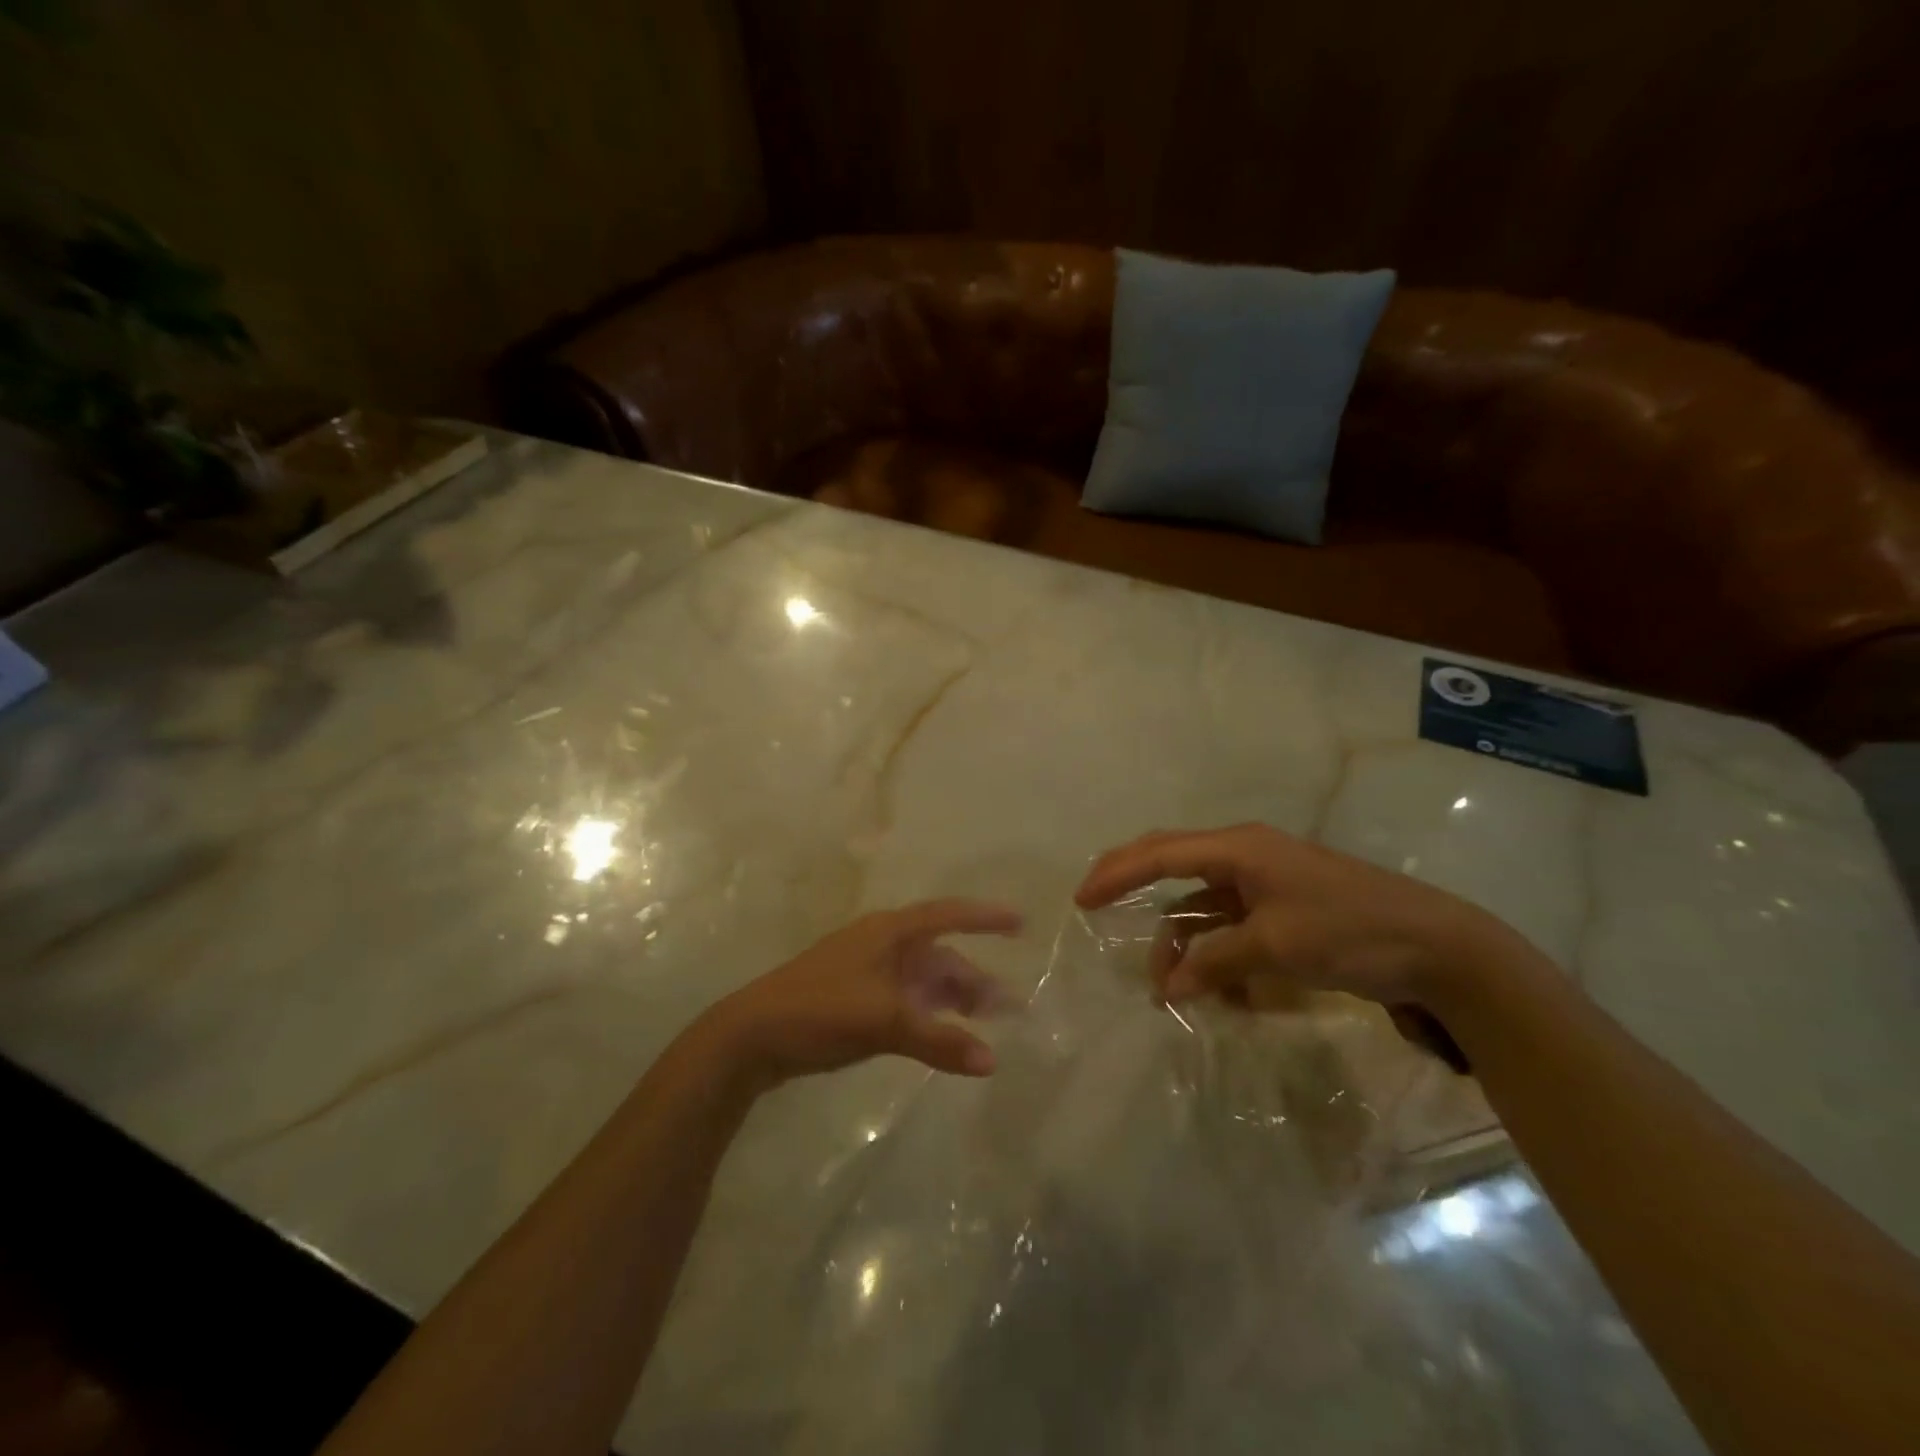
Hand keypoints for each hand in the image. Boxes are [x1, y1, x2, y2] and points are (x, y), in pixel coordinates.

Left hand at [705, 900, 1021, 1087]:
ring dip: (953, 999)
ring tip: (985, 1023)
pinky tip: (943, 1035)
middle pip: (939, 955)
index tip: (1020, 923)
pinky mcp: (855, 999)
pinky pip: (906, 1000)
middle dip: (973, 978)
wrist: (752, 1036)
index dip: (984, 918)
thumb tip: (992, 1062)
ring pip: (922, 980)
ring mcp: (867, 972)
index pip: (947, 915)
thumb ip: (938, 1040)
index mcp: (888, 932)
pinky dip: (929, 1014)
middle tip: (1009, 1006)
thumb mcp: (883, 1021)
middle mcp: (881, 945)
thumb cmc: (820, 1010)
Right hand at [1075, 823, 1539, 1013]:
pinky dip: (1214, 955)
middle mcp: (1244, 856)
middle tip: (1095, 908)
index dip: (1117, 873)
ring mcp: (1263, 882)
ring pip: (1199, 905)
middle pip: (1171, 865)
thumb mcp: (1276, 946)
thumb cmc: (1351, 932)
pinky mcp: (1280, 909)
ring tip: (1171, 990)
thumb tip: (1170, 986)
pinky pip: (1228, 926)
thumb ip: (1215, 961)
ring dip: (1181, 944)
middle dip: (1134, 890)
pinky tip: (1219, 993)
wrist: (1438, 948)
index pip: (1160, 853)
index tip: (1082, 900)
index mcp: (1239, 848)